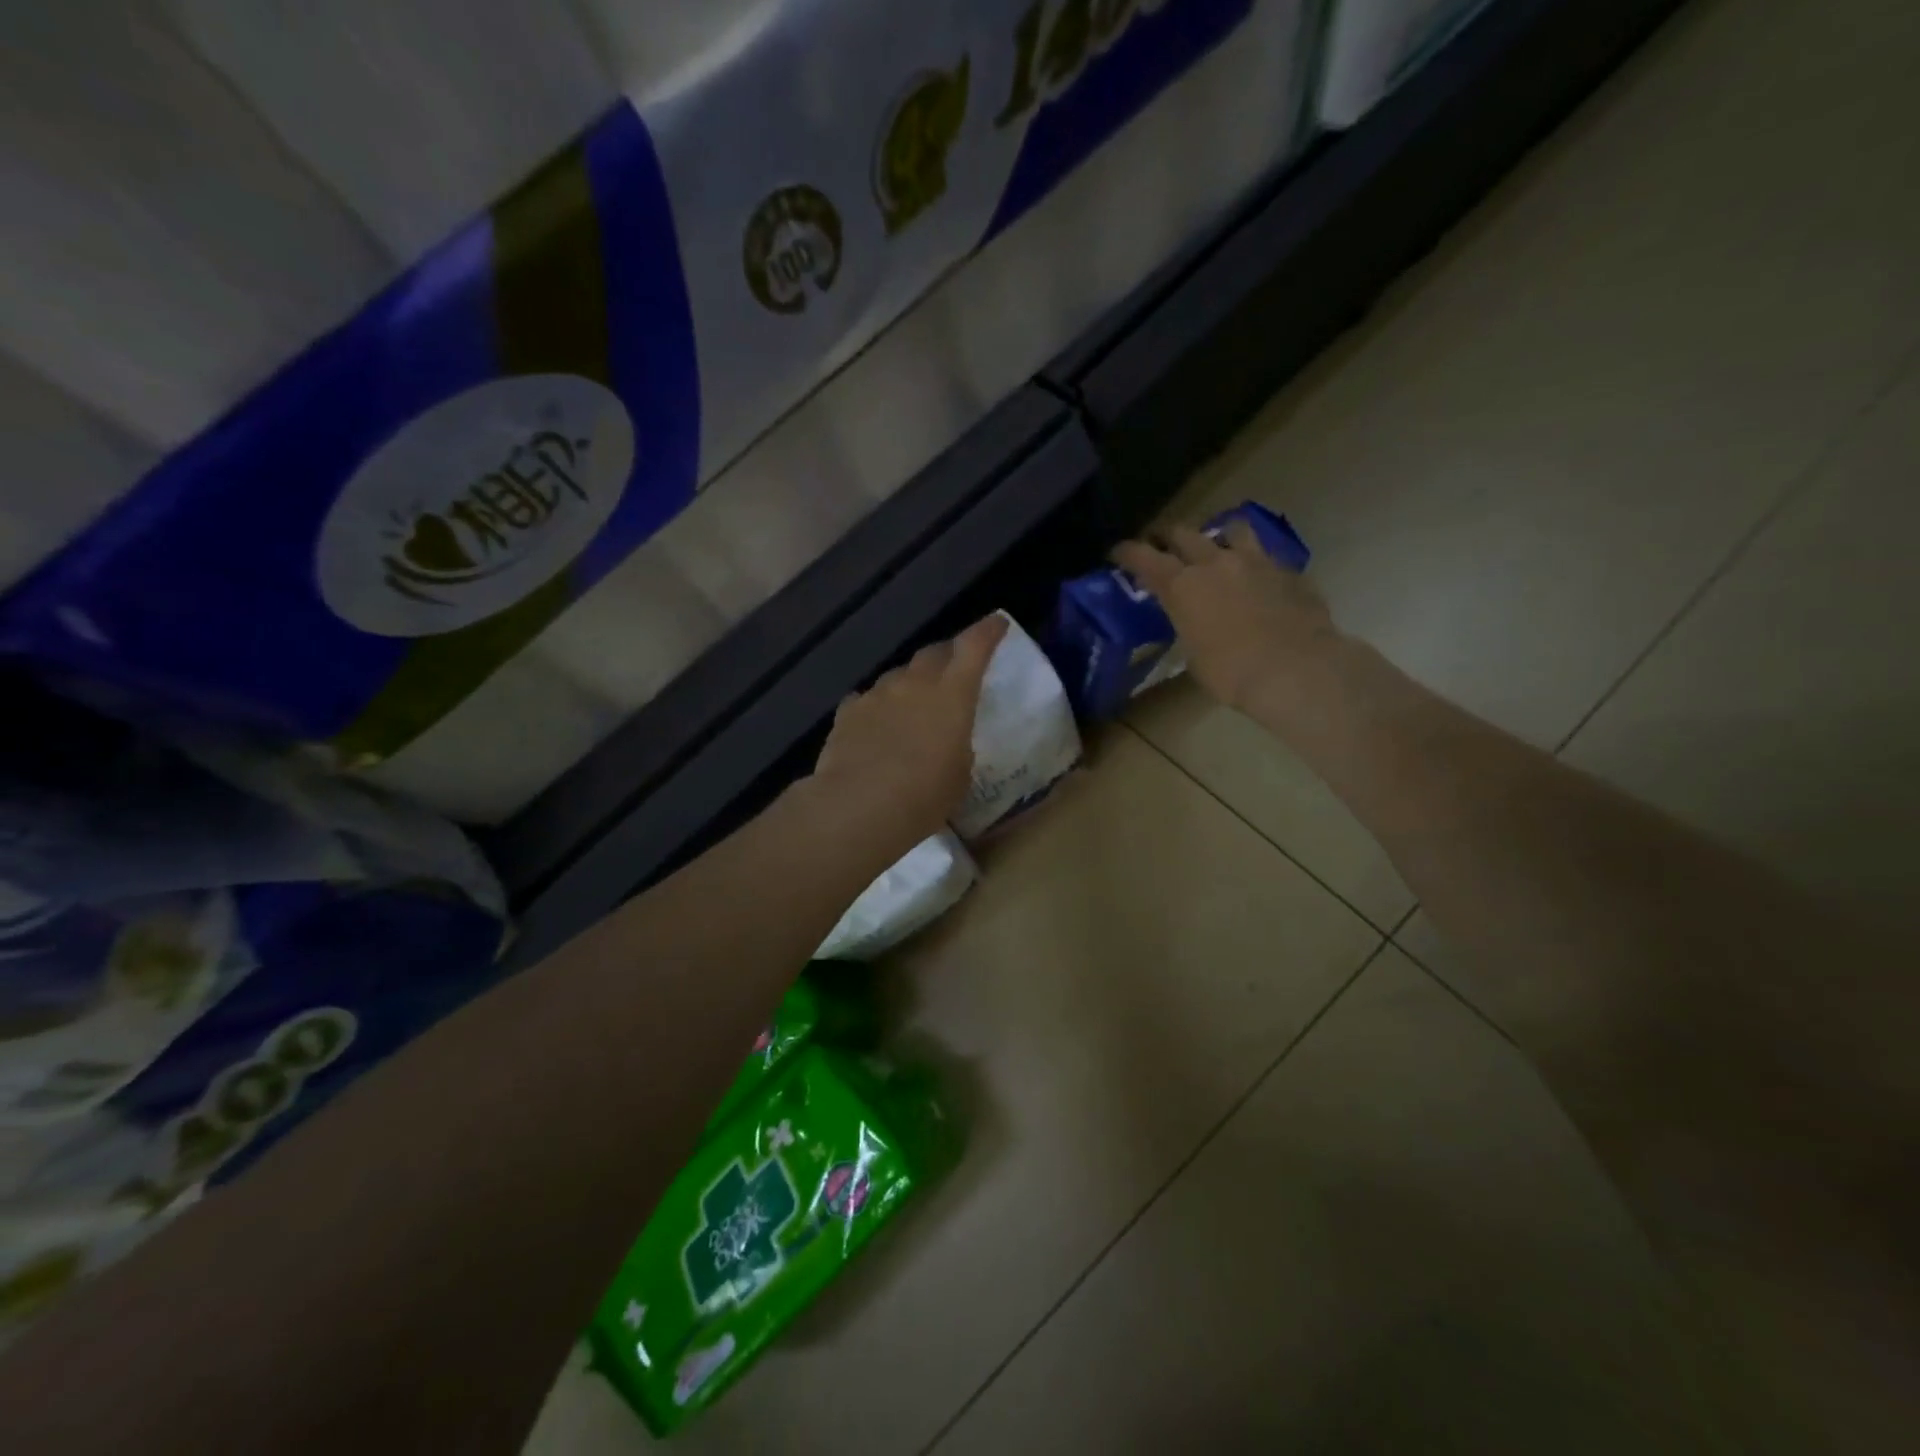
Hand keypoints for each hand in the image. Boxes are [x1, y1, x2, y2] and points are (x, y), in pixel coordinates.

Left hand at [809, 614, 1009, 842]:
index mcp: (952, 694)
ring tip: (912, 708)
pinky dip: (877, 708)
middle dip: (946, 657)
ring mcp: (876, 694)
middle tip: (953, 670)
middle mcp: (913, 683)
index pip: (974, 647)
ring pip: (898, 676)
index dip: (987, 632)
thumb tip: (946, 740)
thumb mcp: (959, 775)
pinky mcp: (847, 712)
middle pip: (933, 653)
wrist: (858, 807)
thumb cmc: (924, 796)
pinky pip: (867, 700)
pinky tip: (876, 726)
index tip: (996, 624)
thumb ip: (957, 746)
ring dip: (909, 685)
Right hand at [1112, 522, 1336, 712]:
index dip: (1127, 552)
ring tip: (1218, 550)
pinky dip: (1255, 564)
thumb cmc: (1232, 673)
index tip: (1118, 553)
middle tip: (1162, 546)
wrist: (1297, 670)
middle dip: (1167, 537)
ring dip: (1218, 537)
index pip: (1143, 556)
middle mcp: (1215, 562)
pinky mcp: (1289, 570)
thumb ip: (1189, 626)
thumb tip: (1193, 622)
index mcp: (1182, 585)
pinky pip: (1266, 556)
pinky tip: (1257, 581)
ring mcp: (1256, 561)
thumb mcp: (1194, 656)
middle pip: (1183, 532)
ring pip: (1231, 529)